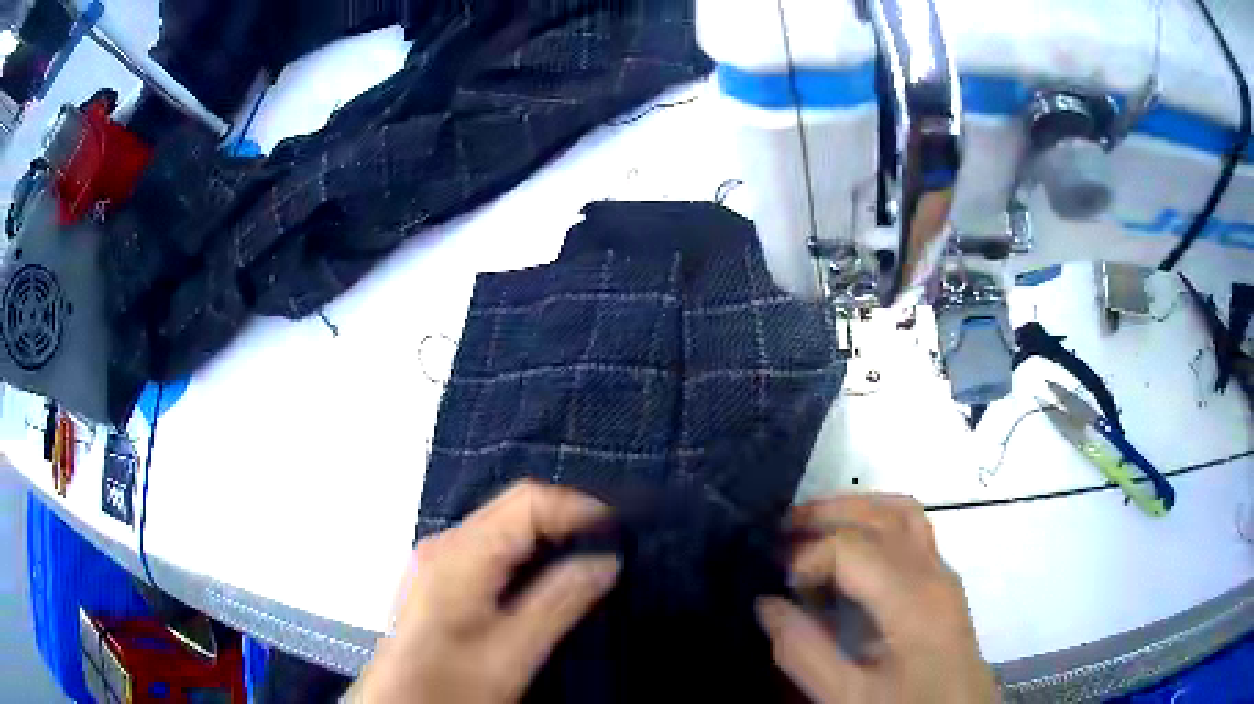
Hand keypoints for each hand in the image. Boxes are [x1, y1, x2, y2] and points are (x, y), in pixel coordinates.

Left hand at [354, 481, 619, 703]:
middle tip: (612, 546)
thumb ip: (561, 601)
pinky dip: (528, 555)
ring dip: (550, 538)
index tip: (620, 531)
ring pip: (504, 527)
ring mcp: (440, 560)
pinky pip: (492, 549)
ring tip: (591, 560)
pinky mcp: (441, 579)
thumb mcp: (513, 651)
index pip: (527, 501)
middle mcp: (445, 545)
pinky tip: (550, 579)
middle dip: (567, 521)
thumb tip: (607, 560)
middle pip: (514, 508)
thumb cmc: (451, 684)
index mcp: (460, 554)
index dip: (578, 507)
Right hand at [756, 495, 997, 703]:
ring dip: (854, 509)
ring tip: (811, 524)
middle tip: (779, 529)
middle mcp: (933, 573)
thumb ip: (804, 653)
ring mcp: (943, 572)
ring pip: (902, 513)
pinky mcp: (943, 581)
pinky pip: (912, 529)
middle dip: (827, 514)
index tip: (779, 587)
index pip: (854, 548)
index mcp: (913, 602)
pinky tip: (851, 546)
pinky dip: (875, 521)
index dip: (808, 557)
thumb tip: (767, 604)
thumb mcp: (847, 697)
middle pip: (882, 516)